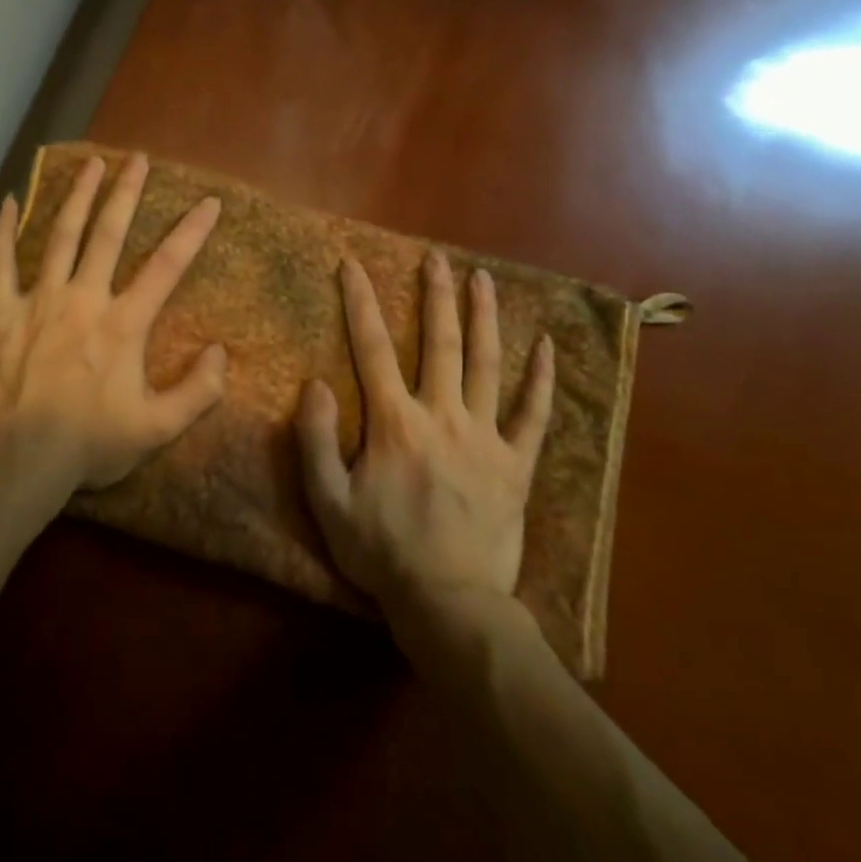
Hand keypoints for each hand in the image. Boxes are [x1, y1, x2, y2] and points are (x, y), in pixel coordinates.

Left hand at [0, 152, 228, 493]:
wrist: (19, 458)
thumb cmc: (89, 443)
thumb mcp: (156, 429)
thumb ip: (197, 392)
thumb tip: (221, 353)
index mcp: (123, 324)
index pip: (166, 268)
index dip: (191, 233)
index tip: (208, 202)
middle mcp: (83, 299)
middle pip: (108, 234)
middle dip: (126, 193)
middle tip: (137, 157)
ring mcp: (40, 300)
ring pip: (60, 236)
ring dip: (77, 196)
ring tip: (90, 163)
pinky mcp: (4, 313)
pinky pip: (1, 263)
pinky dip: (4, 231)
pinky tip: (10, 201)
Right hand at [297, 252, 554, 622]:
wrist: (449, 603)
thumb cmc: (382, 551)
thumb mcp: (327, 501)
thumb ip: (314, 439)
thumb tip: (315, 383)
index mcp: (395, 422)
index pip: (372, 347)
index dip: (360, 302)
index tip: (353, 265)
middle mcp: (442, 416)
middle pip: (439, 343)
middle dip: (435, 296)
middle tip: (436, 258)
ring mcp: (485, 437)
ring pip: (487, 365)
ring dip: (484, 318)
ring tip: (483, 280)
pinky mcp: (517, 464)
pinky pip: (534, 415)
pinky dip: (541, 380)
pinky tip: (546, 347)